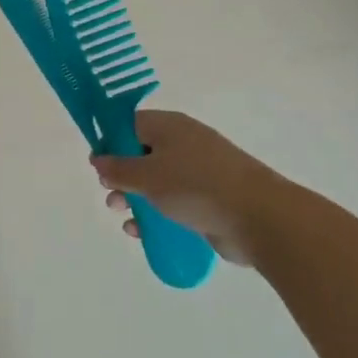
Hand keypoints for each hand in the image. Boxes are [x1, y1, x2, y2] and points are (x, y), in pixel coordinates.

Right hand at [93, 109, 282, 265]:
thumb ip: (119, 168)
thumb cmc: (197, 186)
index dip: (110, 141)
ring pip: (157, 181)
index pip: (131, 124)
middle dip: (122, 176)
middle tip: (110, 194)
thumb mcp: (149, 175)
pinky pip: (174, 202)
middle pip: (142, 154)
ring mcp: (199, 172)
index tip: (98, 164)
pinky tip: (142, 233)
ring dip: (136, 198)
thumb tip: (99, 159)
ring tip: (123, 215)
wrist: (259, 217)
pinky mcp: (209, 199)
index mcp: (170, 126)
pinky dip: (156, 215)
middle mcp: (184, 144)